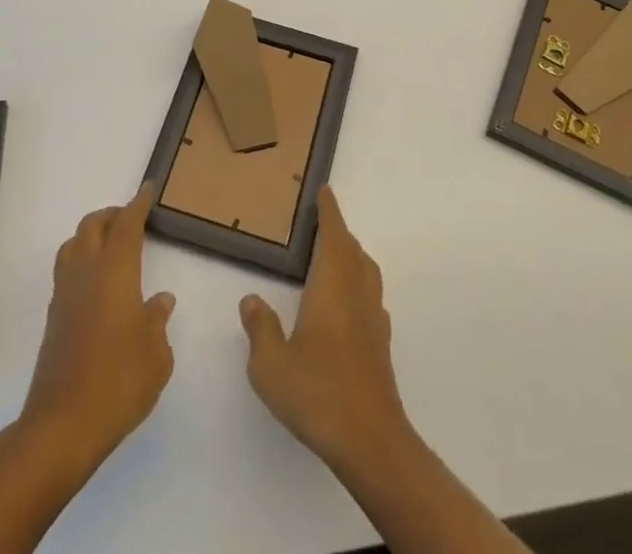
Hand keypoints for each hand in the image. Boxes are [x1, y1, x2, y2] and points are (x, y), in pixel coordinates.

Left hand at [18, 184, 176, 470]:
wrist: (61, 428)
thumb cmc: (119, 384)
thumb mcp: (156, 355)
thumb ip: (158, 322)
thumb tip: (160, 300)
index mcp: (115, 273)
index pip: (126, 225)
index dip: (138, 204)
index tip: (148, 189)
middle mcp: (86, 274)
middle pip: (92, 227)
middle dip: (112, 215)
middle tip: (132, 218)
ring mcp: (64, 297)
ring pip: (72, 246)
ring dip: (91, 236)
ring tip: (111, 246)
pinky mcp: (53, 321)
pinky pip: (66, 273)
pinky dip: (81, 263)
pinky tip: (97, 285)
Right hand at [238, 186, 410, 469]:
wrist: (370, 440)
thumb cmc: (318, 393)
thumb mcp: (271, 365)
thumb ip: (260, 328)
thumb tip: (251, 299)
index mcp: (333, 286)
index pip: (334, 235)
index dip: (329, 212)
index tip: (325, 191)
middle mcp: (357, 293)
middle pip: (352, 250)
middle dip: (338, 232)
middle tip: (320, 224)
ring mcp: (373, 319)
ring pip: (366, 272)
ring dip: (351, 256)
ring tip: (332, 259)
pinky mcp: (381, 344)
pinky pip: (370, 297)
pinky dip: (358, 285)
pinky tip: (346, 306)